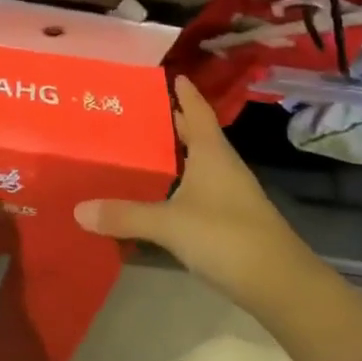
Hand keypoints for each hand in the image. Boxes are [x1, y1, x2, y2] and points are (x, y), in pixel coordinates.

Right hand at [74, 76, 305, 310]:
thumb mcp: (170, 224)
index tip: (170, 74)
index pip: (196, 110)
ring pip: (196, 164)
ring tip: (137, 150)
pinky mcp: (230, 220)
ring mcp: (229, 194)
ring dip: (172, 156)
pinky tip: (158, 195)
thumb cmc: (227, 237)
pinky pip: (197, 190)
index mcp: (212, 153)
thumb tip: (78, 209)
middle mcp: (223, 166)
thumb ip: (125, 215)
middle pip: (195, 135)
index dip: (184, 92)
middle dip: (169, 122)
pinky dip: (177, 185)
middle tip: (134, 112)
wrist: (282, 287)